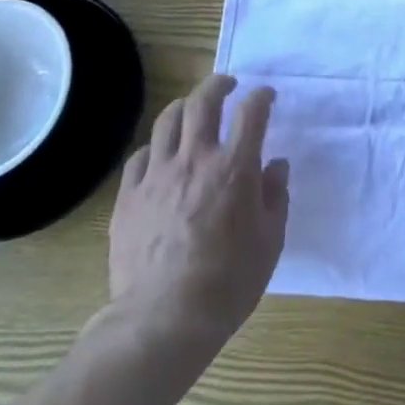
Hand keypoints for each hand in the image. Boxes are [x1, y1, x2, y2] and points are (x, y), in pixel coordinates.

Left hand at [98, 75, 290, 361]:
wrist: (163, 320)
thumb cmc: (229, 283)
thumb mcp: (270, 241)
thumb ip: (275, 196)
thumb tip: (275, 165)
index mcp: (235, 167)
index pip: (251, 112)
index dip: (262, 97)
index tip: (267, 96)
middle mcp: (195, 158)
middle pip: (203, 101)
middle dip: (218, 84)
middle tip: (227, 85)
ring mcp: (157, 175)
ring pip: (167, 120)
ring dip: (184, 106)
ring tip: (192, 109)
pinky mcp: (128, 196)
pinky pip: (140, 156)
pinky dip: (155, 147)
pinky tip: (160, 156)